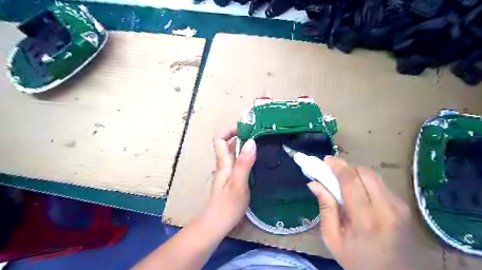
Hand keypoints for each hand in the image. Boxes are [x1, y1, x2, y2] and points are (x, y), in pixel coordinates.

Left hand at [202, 127, 257, 235]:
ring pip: (233, 155)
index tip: (245, 129)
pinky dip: (245, 159)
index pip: (219, 139)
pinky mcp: (230, 181)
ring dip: (243, 148)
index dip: (229, 131)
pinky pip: (237, 164)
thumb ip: (244, 163)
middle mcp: (223, 165)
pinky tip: (256, 163)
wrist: (217, 224)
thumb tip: (251, 141)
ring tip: (260, 146)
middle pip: (227, 145)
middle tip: (258, 136)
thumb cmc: (228, 204)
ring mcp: (226, 174)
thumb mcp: (239, 183)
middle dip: (240, 137)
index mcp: (223, 163)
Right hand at [308, 156, 413, 269]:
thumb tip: (314, 183)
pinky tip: (360, 193)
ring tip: (345, 182)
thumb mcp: (332, 238)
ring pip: (374, 176)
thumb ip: (325, 208)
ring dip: (357, 174)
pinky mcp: (405, 207)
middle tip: (333, 172)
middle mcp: (386, 208)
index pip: (350, 180)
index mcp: (364, 218)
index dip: (337, 165)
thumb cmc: (357, 260)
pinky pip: (381, 185)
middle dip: (347, 167)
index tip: (326, 160)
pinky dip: (367, 183)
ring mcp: (399, 207)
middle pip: (365, 172)